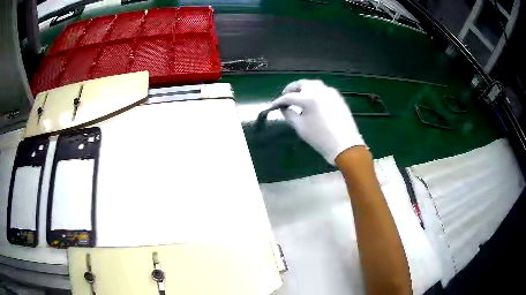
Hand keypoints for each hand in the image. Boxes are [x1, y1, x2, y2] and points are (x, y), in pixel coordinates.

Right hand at [271, 79, 364, 164]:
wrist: (345, 145)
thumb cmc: (320, 138)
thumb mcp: (300, 127)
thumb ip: (289, 114)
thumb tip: (283, 108)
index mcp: (309, 98)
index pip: (289, 97)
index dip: (279, 101)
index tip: (272, 106)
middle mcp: (320, 90)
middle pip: (302, 84)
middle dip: (291, 89)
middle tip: (285, 96)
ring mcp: (331, 93)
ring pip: (314, 85)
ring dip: (303, 88)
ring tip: (298, 96)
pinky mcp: (338, 97)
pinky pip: (323, 90)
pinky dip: (315, 91)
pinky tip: (312, 100)